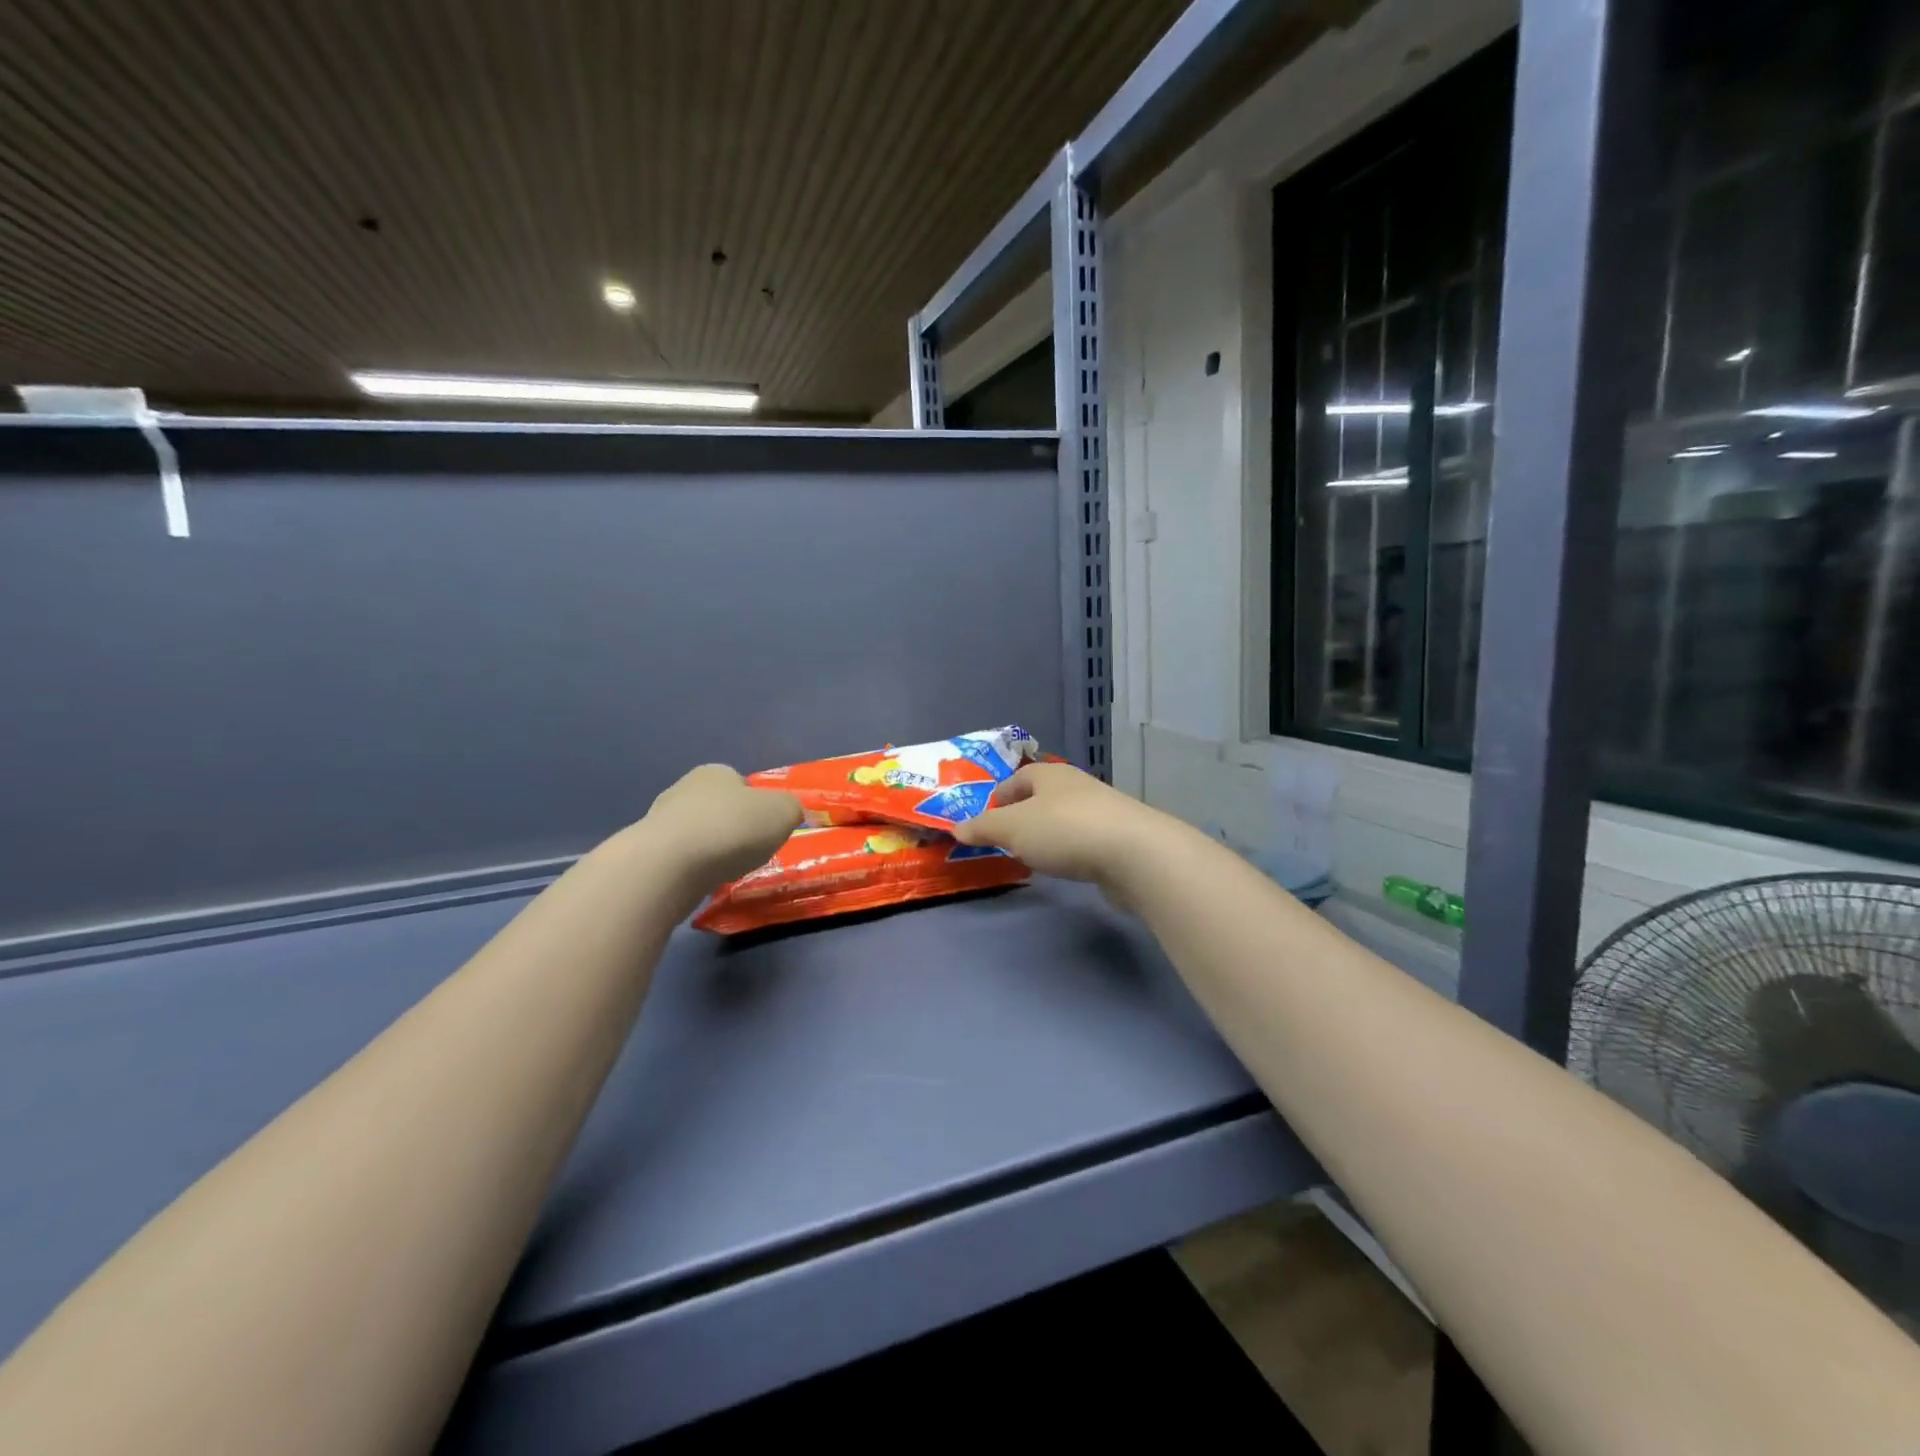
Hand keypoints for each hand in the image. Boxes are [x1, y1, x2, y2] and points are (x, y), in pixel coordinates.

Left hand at [642, 764, 802, 894]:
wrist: (670, 865)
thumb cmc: (733, 827)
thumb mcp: (783, 812)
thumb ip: (792, 809)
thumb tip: (790, 814)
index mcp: (716, 772)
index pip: (742, 784)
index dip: (759, 806)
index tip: (768, 830)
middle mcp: (684, 789)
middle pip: (718, 808)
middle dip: (733, 828)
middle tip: (751, 852)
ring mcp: (660, 820)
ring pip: (698, 833)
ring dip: (712, 850)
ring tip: (727, 871)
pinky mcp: (647, 852)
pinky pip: (681, 859)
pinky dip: (694, 869)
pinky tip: (703, 882)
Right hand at [950, 762, 1171, 898]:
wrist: (1134, 853)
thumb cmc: (1064, 830)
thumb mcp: (1012, 829)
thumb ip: (984, 828)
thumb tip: (957, 828)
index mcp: (1049, 775)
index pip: (1017, 779)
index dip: (999, 797)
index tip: (986, 820)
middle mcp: (1077, 785)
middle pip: (1042, 797)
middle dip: (1023, 816)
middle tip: (1006, 840)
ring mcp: (1102, 810)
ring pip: (1064, 818)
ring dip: (1048, 833)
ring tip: (1034, 856)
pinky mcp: (1119, 837)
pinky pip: (1084, 839)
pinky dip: (1070, 849)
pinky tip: (1066, 866)